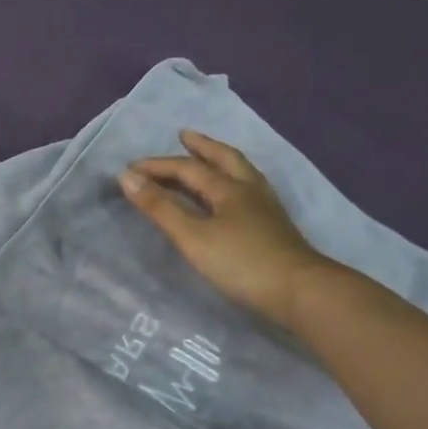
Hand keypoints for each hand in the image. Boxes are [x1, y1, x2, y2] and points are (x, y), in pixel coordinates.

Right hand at [119, 130, 336, 327]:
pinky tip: (233, 194)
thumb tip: (127, 176)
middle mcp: (248, 189)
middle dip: (201, 146)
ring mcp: (266, 208)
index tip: (129, 169)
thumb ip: (160, 207)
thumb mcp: (192, 237)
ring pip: (241, 172)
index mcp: (227, 188)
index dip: (156, 167)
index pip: (186, 168)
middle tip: (184, 135)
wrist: (300, 292)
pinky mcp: (274, 226)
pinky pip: (249, 189)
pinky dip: (233, 180)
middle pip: (224, 158)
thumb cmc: (241, 263)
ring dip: (221, 159)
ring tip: (209, 156)